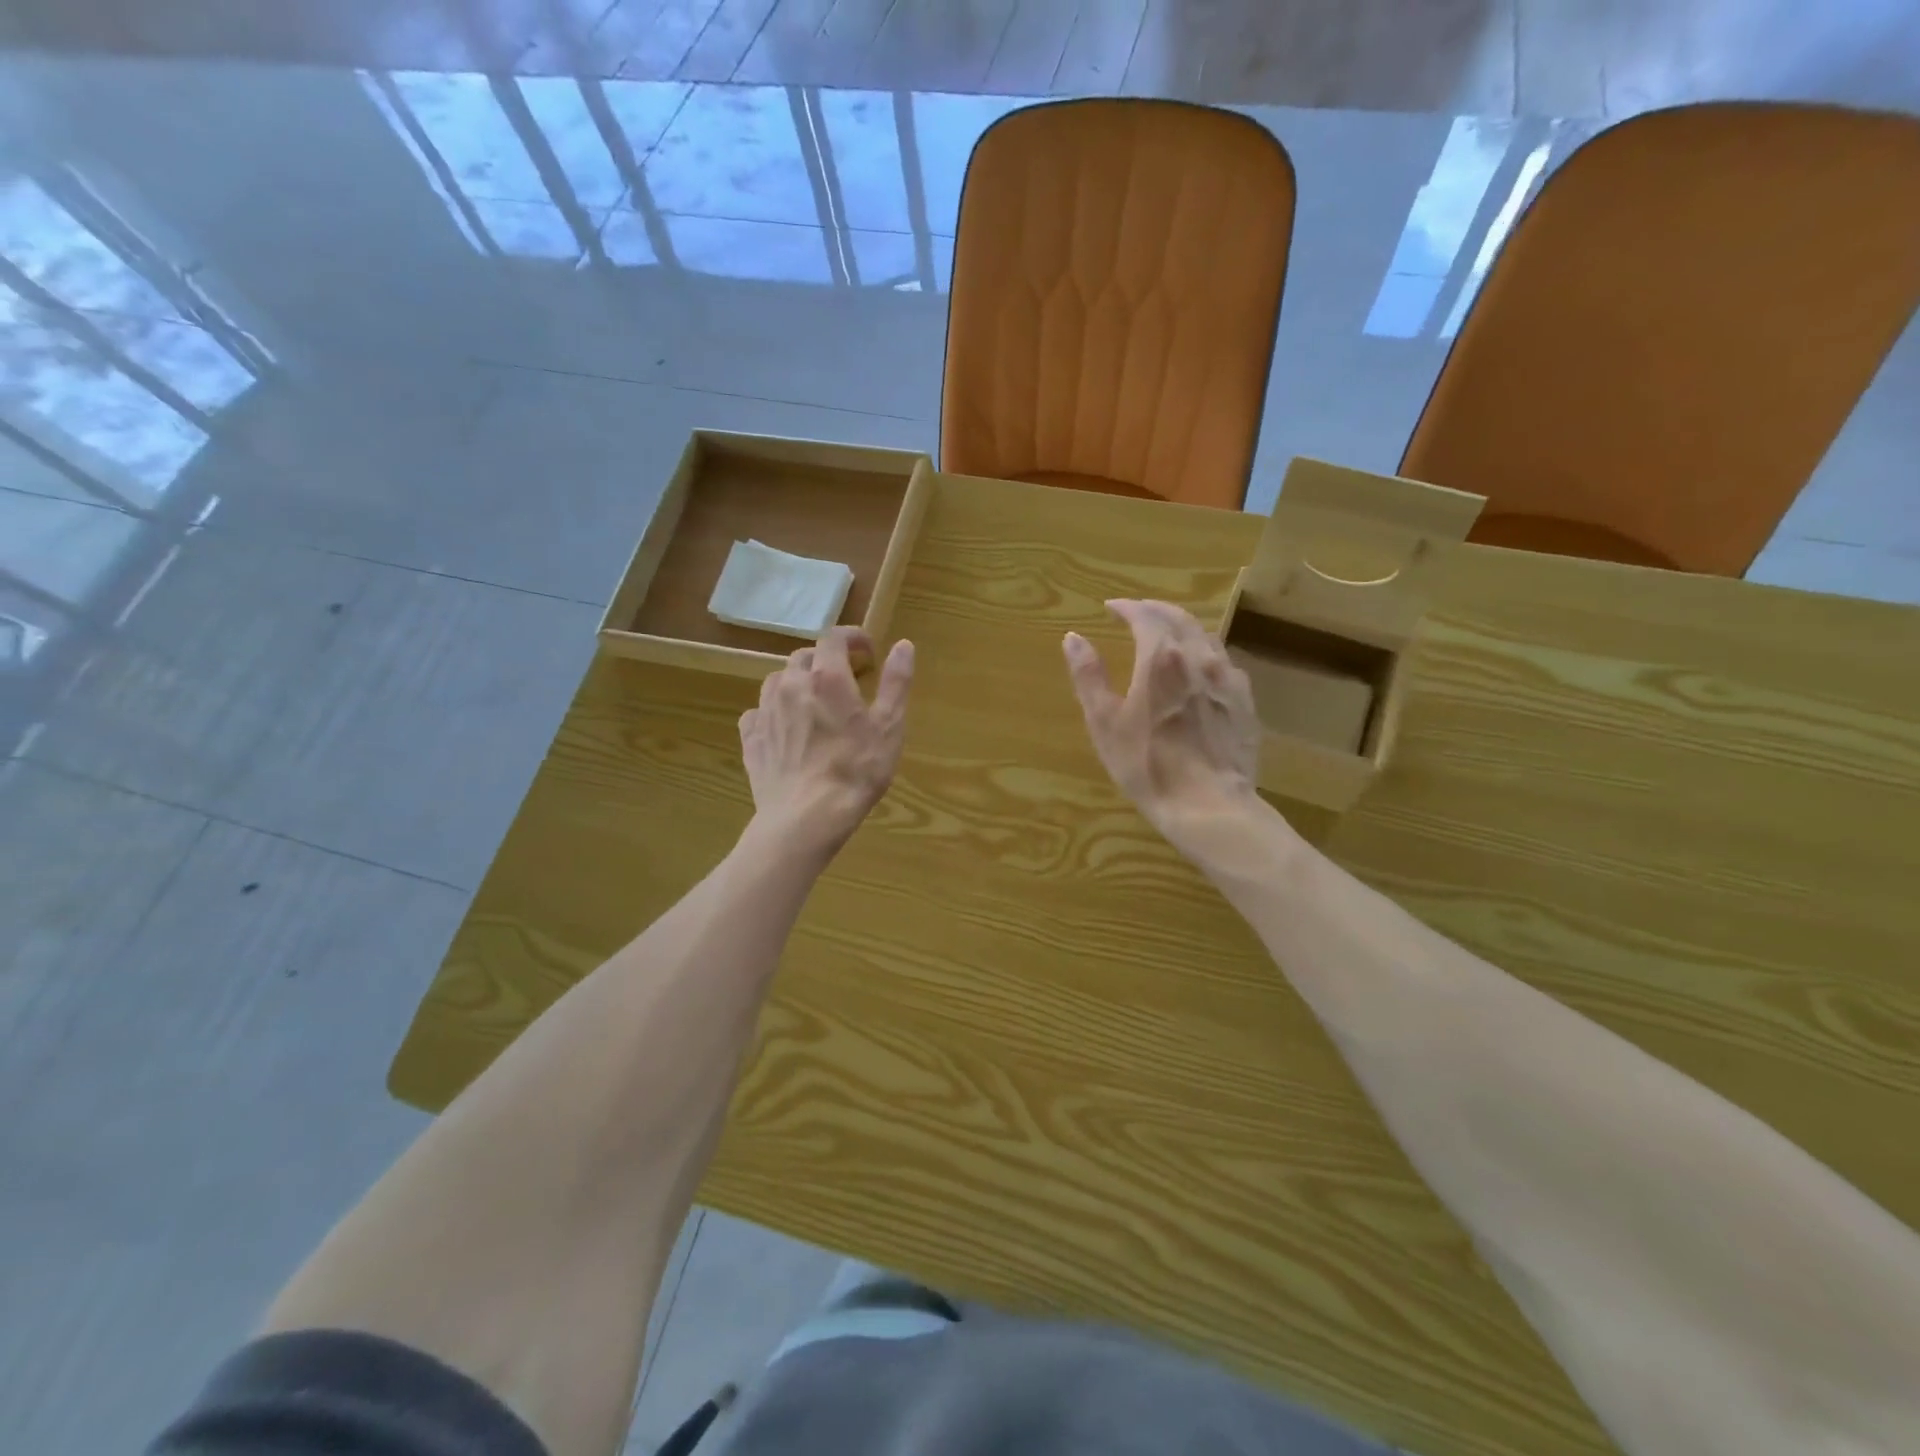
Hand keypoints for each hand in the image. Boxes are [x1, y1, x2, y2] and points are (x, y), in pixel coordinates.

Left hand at [739, 627, 913, 858]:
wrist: (806, 818)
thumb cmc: (856, 771)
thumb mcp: (889, 727)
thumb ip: (896, 682)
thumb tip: (903, 645)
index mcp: (827, 678)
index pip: (834, 638)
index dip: (852, 637)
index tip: (867, 651)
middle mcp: (791, 685)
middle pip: (804, 657)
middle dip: (826, 661)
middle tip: (846, 680)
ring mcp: (765, 711)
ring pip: (777, 681)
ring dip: (797, 682)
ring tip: (813, 701)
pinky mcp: (750, 739)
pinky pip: (757, 712)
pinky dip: (772, 711)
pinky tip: (784, 727)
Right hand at [1063, 600, 1262, 857]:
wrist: (1209, 805)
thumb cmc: (1147, 765)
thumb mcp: (1105, 722)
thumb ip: (1089, 676)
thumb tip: (1073, 637)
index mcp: (1162, 657)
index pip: (1145, 616)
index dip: (1127, 607)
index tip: (1111, 607)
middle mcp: (1199, 657)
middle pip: (1180, 619)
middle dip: (1156, 610)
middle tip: (1138, 612)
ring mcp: (1228, 679)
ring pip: (1206, 638)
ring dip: (1183, 628)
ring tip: (1167, 635)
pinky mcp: (1245, 702)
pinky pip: (1223, 664)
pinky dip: (1204, 654)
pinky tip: (1199, 670)